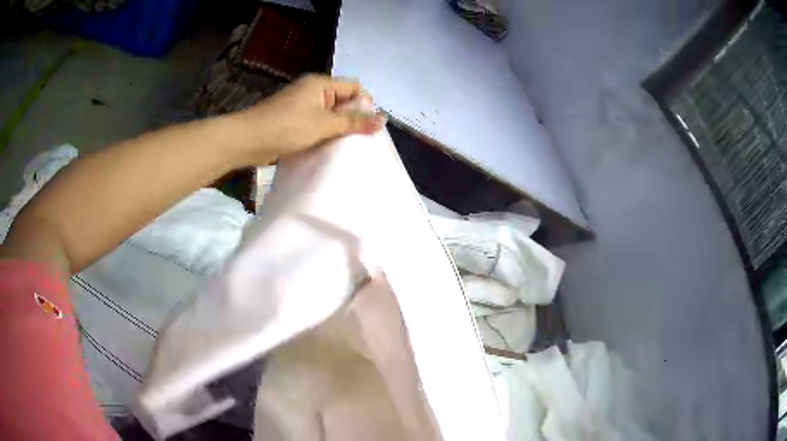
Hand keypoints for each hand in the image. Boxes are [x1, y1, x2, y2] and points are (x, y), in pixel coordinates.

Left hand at [229, 75, 386, 165]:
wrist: (247, 140)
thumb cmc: (286, 127)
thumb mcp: (324, 124)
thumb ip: (353, 122)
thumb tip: (383, 119)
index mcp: (321, 84)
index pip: (354, 87)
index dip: (366, 104)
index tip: (369, 126)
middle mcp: (313, 91)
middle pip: (343, 101)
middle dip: (353, 118)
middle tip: (362, 140)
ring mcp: (302, 106)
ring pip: (330, 115)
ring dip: (338, 129)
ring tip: (348, 146)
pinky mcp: (293, 121)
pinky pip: (317, 124)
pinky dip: (324, 134)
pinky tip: (330, 148)